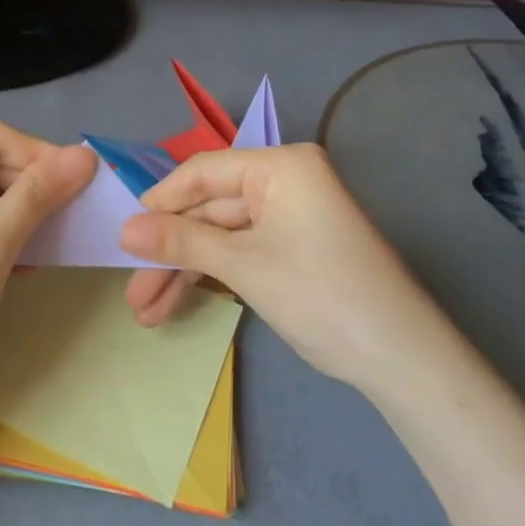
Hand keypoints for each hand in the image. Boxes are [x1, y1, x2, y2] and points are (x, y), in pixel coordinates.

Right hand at [119, 143, 445, 388]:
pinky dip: (211, 278)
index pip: (203, 171)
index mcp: (281, 165)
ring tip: (145, 312)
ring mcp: (289, 217)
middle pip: (209, 210)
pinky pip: (240, 253)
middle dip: (169, 253)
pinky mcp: (292, 249)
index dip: (159, 202)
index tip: (122, 234)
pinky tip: (176, 304)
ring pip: (220, 238)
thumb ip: (181, 240)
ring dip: (184, 272)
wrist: (402, 360)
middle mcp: (284, 182)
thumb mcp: (243, 265)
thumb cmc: (321, 295)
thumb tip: (123, 229)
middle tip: (132, 293)